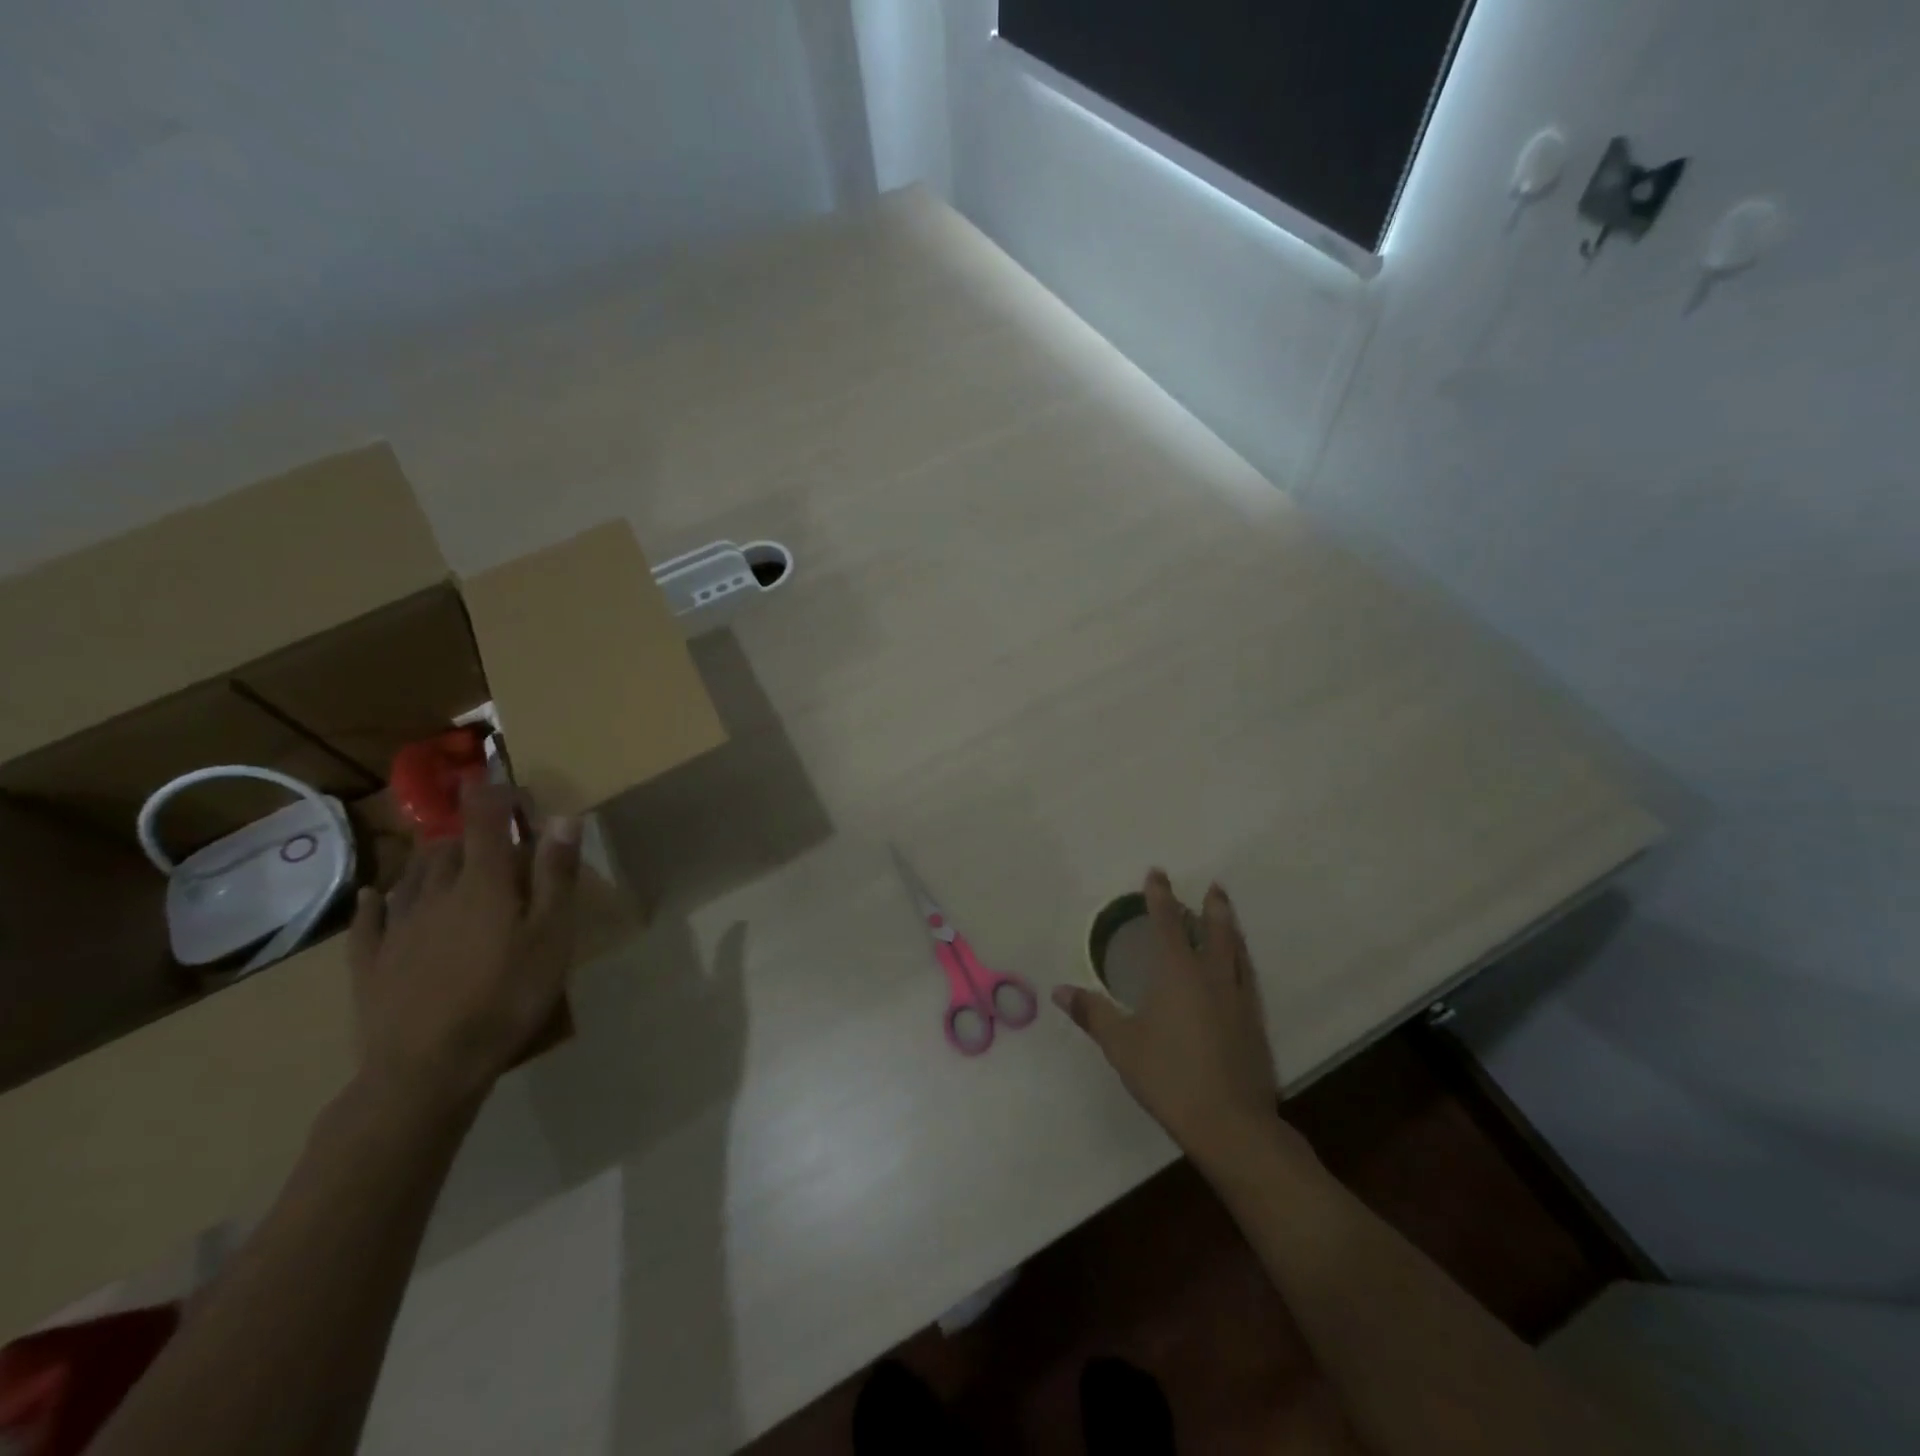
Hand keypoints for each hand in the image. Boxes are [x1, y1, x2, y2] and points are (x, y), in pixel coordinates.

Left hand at [349, 781, 581, 1116]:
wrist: (426, 1068)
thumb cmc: (506, 997)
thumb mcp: (552, 936)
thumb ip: (556, 875)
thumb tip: (562, 817)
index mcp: (483, 883)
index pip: (486, 820)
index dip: (495, 794)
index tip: (508, 782)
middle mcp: (435, 893)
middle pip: (449, 845)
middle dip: (471, 829)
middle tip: (494, 832)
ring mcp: (398, 927)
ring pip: (412, 875)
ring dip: (432, 857)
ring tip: (447, 853)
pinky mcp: (371, 962)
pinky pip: (369, 919)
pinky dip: (376, 900)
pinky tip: (375, 894)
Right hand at [1053, 871, 1281, 1169]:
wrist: (1231, 1122)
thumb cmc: (1168, 1076)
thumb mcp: (1121, 1045)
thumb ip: (1092, 1013)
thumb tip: (1059, 990)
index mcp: (1177, 974)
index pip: (1167, 924)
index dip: (1160, 897)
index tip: (1157, 874)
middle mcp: (1211, 977)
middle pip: (1214, 931)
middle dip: (1211, 907)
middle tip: (1213, 886)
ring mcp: (1238, 1000)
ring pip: (1236, 952)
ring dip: (1231, 929)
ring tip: (1228, 915)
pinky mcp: (1255, 1024)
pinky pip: (1247, 978)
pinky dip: (1241, 961)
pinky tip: (1240, 970)